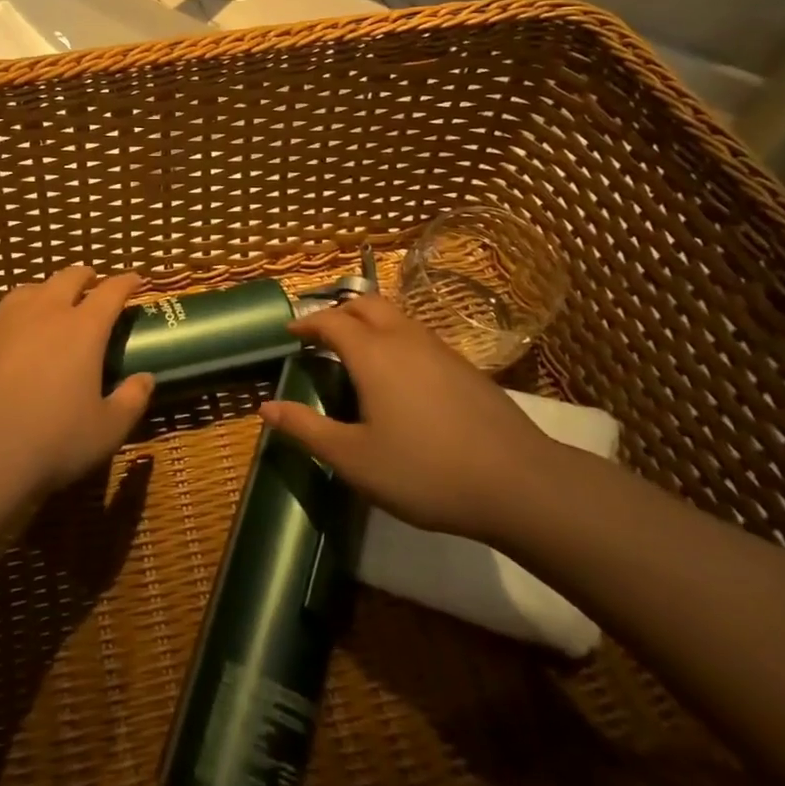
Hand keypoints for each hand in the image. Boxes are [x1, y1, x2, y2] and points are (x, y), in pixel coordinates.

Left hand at [0, 265, 153, 504]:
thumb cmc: (53, 441)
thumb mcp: (106, 430)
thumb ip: (131, 401)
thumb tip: (146, 378)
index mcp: (82, 329)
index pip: (111, 292)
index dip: (125, 282)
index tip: (135, 279)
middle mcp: (43, 313)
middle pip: (66, 279)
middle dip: (82, 276)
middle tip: (90, 279)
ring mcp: (0, 323)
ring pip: (24, 292)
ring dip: (40, 292)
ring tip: (43, 300)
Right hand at [260, 295, 558, 542]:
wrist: (518, 482)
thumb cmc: (425, 470)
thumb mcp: (354, 459)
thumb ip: (307, 429)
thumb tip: (266, 408)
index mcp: (372, 353)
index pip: (330, 321)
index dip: (306, 322)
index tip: (290, 332)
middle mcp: (403, 338)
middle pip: (366, 303)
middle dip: (339, 311)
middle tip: (322, 335)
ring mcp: (439, 348)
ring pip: (396, 316)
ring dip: (369, 321)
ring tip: (358, 350)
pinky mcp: (464, 366)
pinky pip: (418, 335)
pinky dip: (396, 338)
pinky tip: (401, 375)